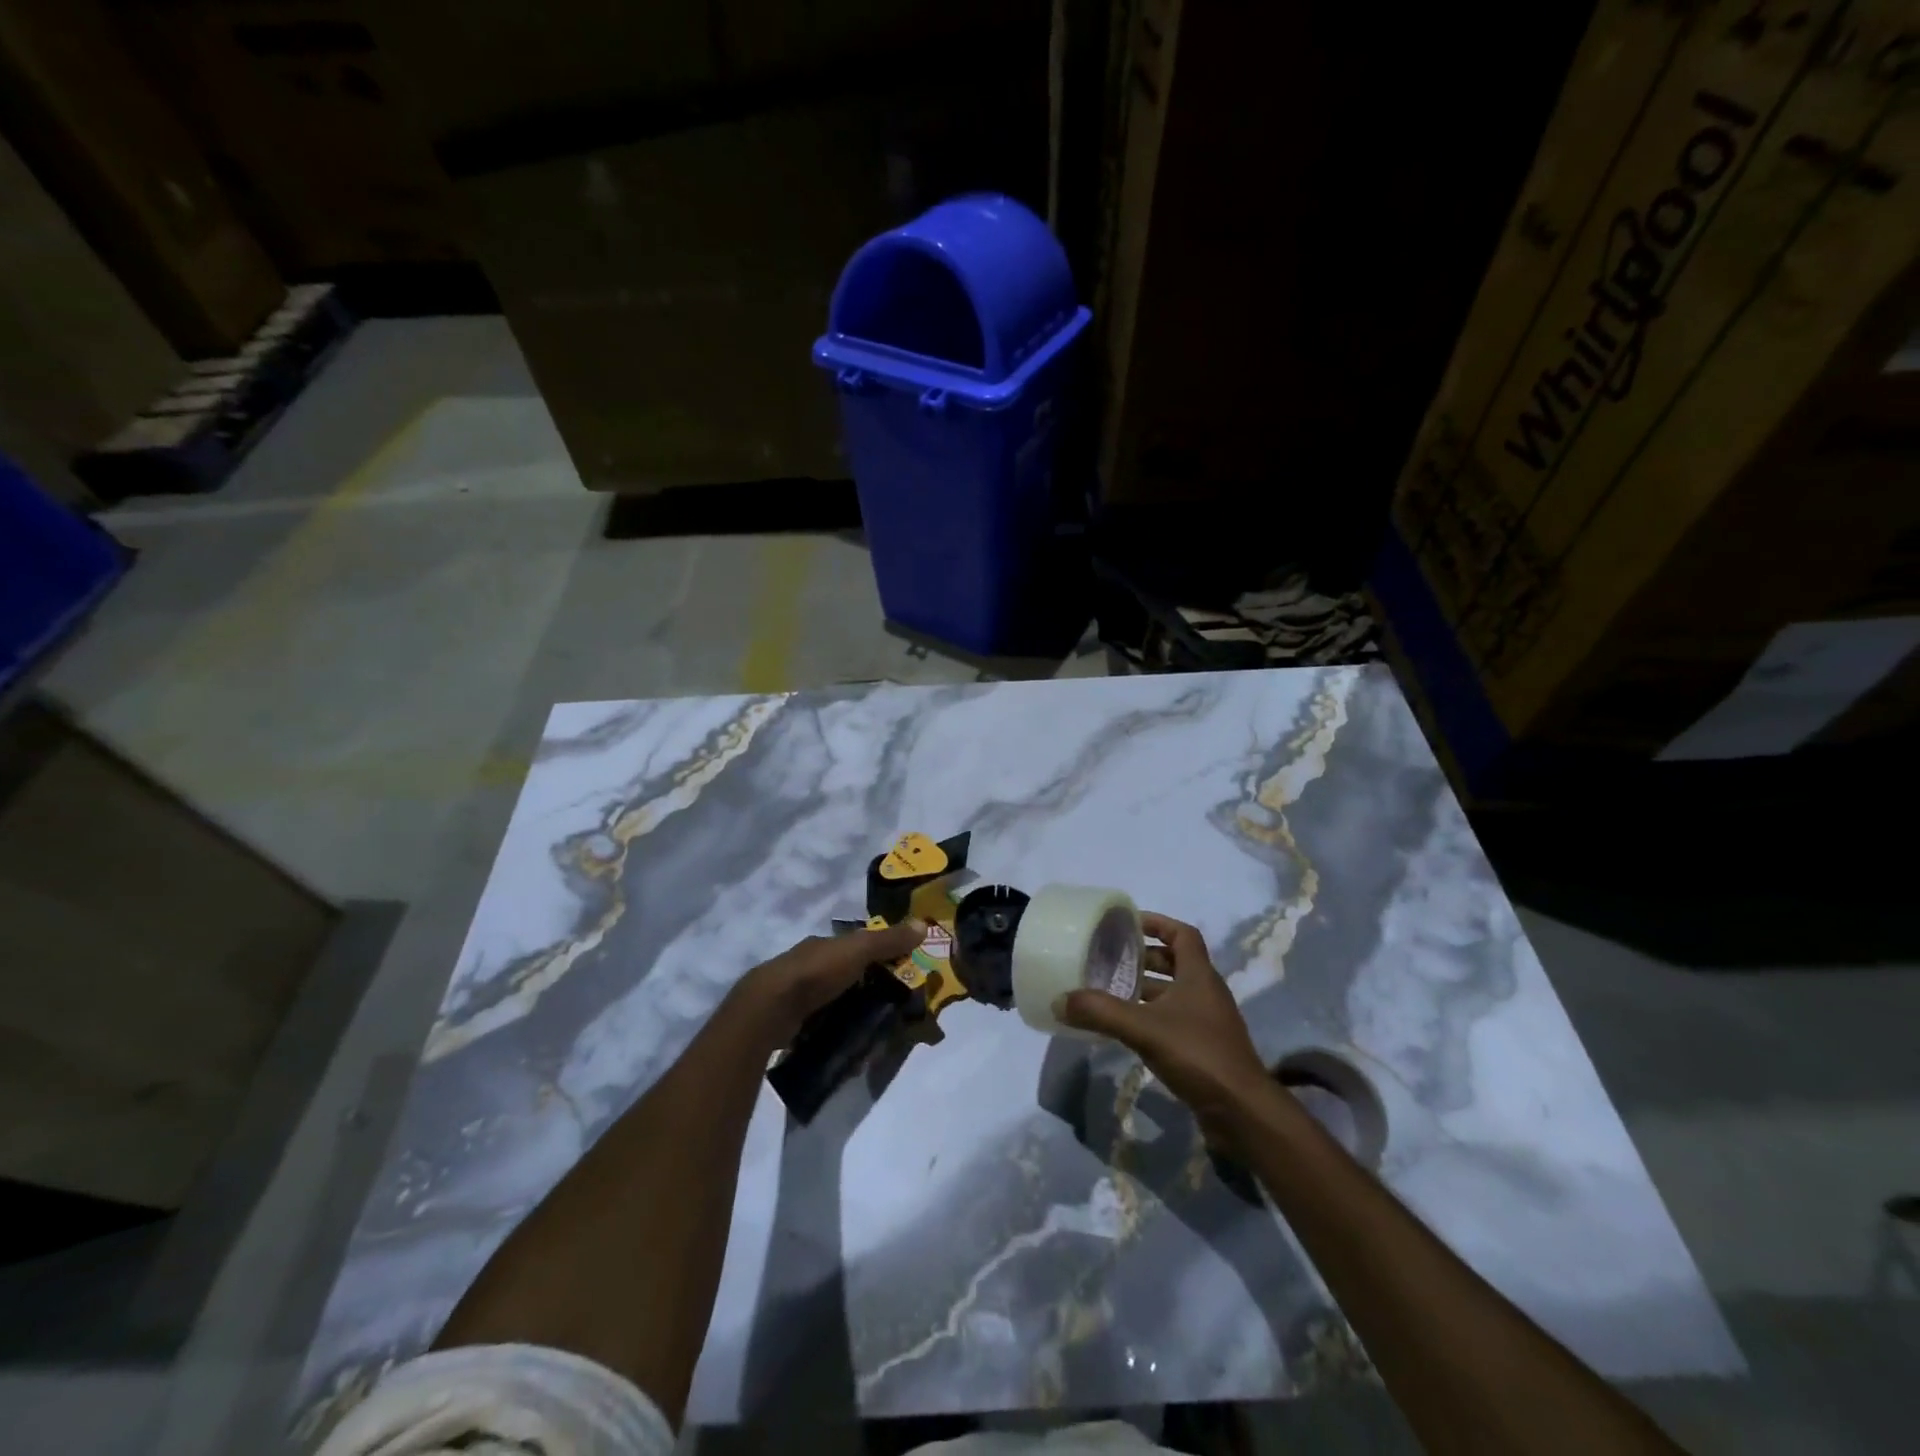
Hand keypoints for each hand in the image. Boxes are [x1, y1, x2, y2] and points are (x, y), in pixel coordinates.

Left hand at [736, 919, 927, 1047]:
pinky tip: (849, 1046)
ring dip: (852, 1013)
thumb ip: (889, 940)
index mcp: (823, 946)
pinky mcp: (791, 1023)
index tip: (899, 972)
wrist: (769, 1009)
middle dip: (866, 989)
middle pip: (845, 975)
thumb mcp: (858, 950)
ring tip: (875, 1032)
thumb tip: (924, 924)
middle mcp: (808, 966)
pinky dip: (836, 1032)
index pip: (855, 947)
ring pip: (833, 1002)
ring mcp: (797, 996)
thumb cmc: (816, 972)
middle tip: (892, 1008)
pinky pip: (821, 1025)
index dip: (877, 956)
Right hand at [1057, 913, 1271, 1135]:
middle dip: (1144, 957)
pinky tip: (1127, 1029)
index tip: (1128, 923)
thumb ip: (1101, 1012)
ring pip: (1174, 993)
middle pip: (1176, 962)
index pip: (1183, 934)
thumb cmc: (1198, 1055)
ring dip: (1146, 989)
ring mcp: (1207, 1022)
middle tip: (1111, 958)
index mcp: (1199, 975)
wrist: (1243, 1112)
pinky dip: (1150, 1016)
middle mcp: (1206, 992)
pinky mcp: (1204, 1048)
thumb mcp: (1144, 1028)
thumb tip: (1059, 1000)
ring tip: (1111, 991)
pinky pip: (1174, 1019)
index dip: (1158, 923)